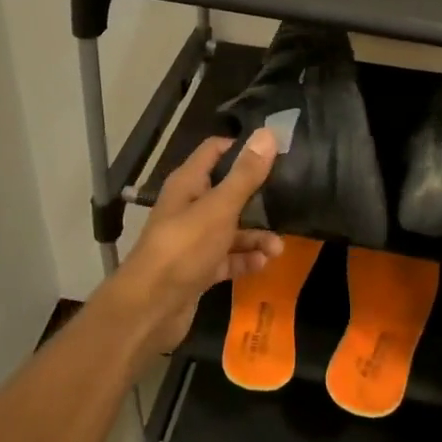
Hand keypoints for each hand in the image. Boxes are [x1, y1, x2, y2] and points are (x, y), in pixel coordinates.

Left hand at [111, 130, 283, 354]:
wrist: (151, 308)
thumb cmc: (184, 248)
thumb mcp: (220, 208)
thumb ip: (245, 174)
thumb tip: (267, 133)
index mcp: (188, 184)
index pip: (214, 152)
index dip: (242, 148)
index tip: (275, 153)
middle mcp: (189, 207)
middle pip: (227, 192)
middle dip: (257, 198)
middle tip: (289, 199)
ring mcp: (193, 240)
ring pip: (231, 229)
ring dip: (255, 236)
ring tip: (278, 248)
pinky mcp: (199, 268)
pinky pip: (227, 257)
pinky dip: (244, 259)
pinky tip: (263, 264)